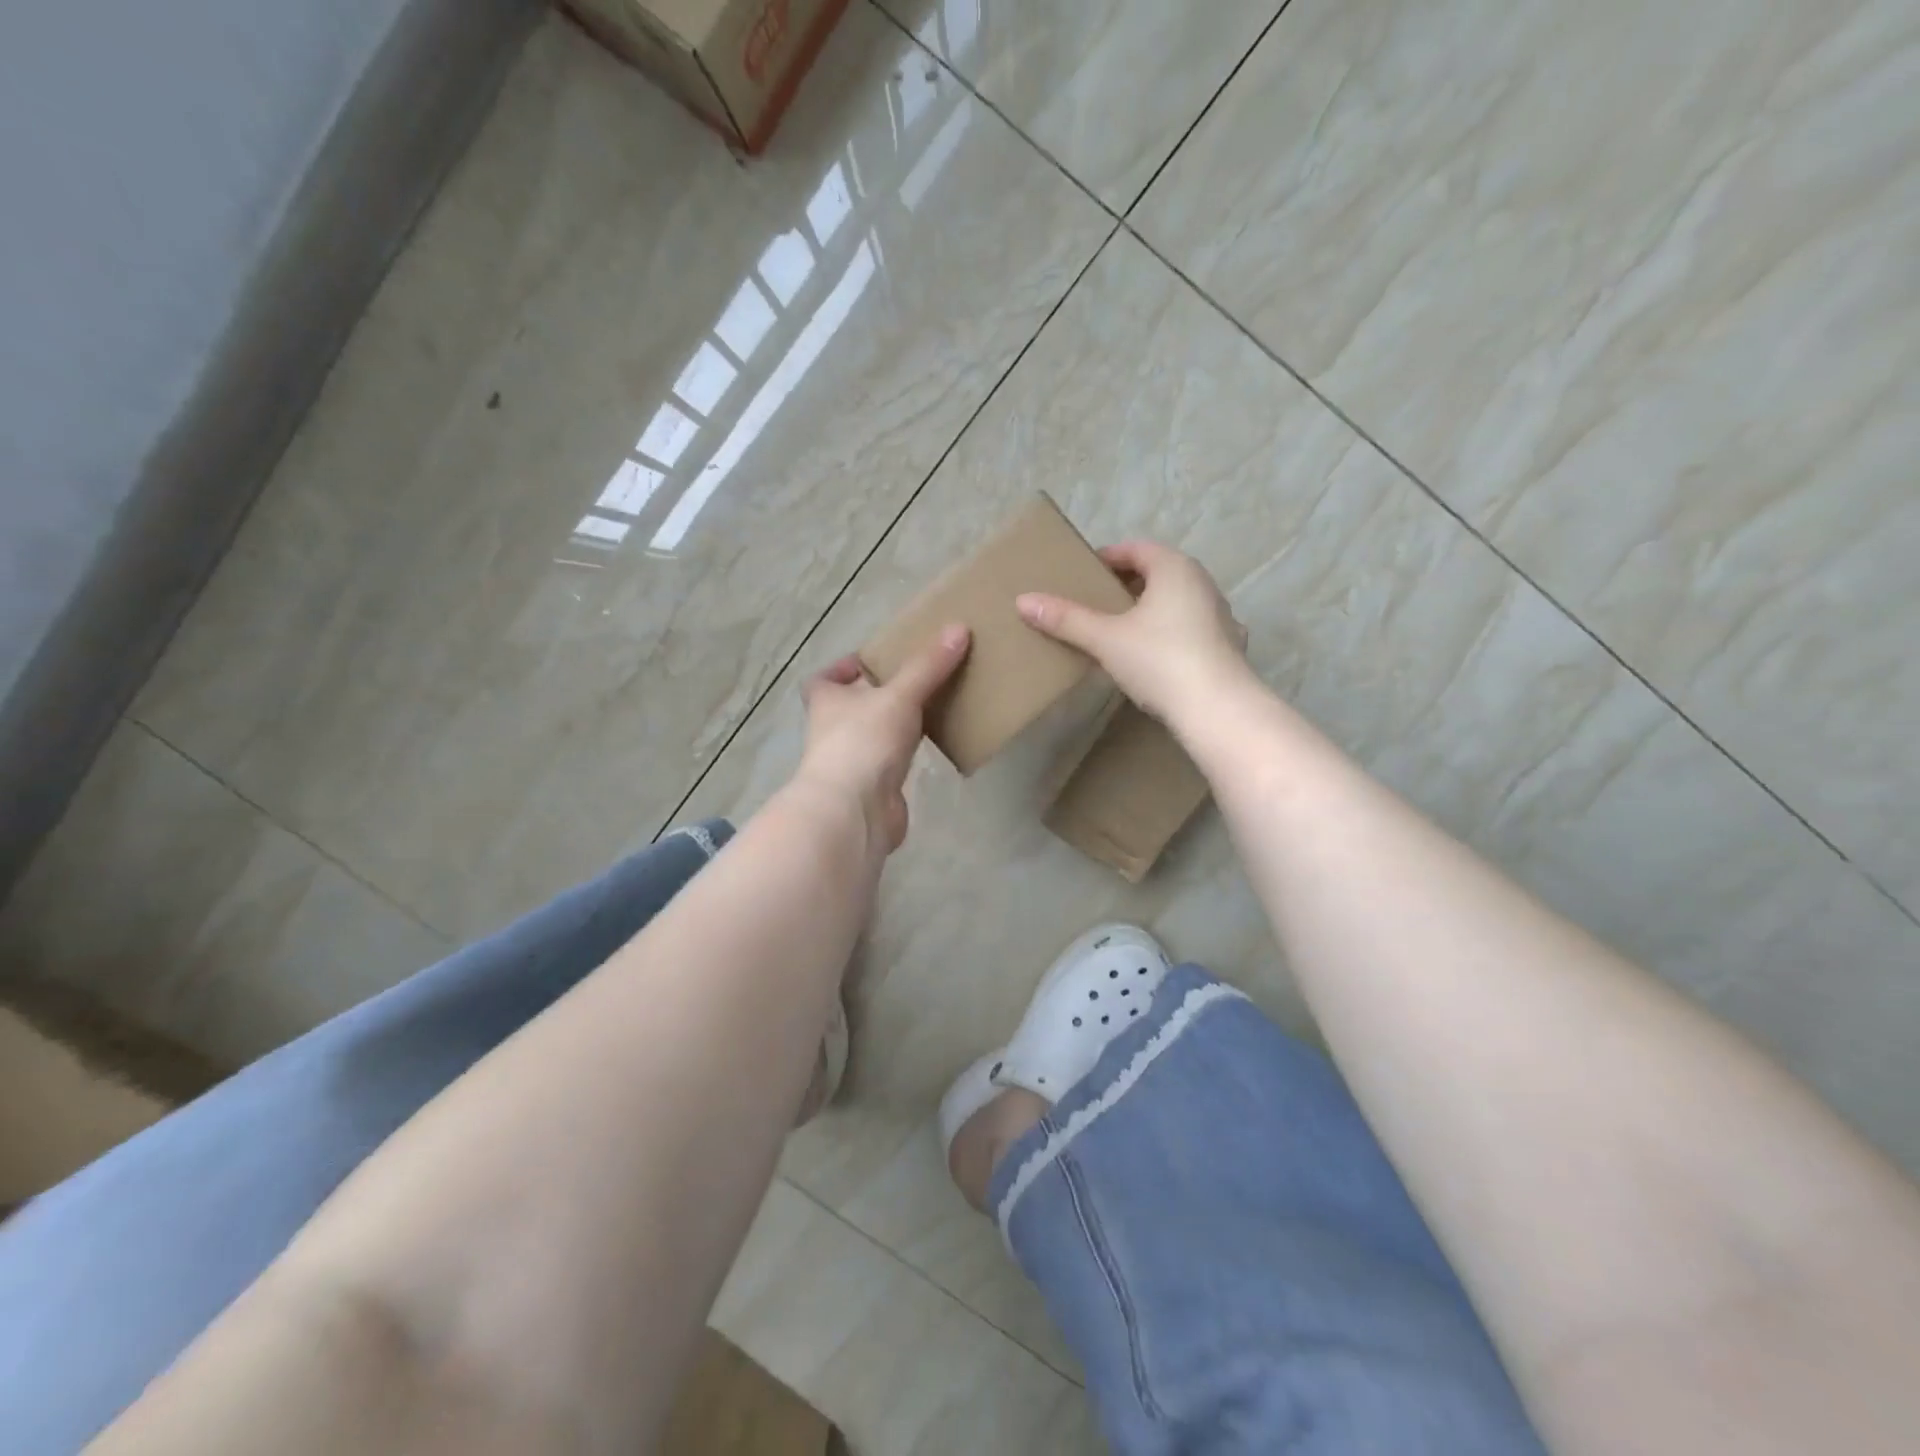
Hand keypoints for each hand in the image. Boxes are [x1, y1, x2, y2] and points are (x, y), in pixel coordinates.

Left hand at [791, 625, 970, 853]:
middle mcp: (834, 730)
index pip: (824, 679)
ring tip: (935, 706)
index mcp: (827, 701)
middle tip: (919, 678)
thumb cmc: (864, 742)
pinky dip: (910, 753)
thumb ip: (928, 666)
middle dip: (881, 694)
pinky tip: (937, 744)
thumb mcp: (899, 695)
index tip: (872, 662)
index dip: (843, 669)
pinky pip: (894, 762)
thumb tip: (959, 628)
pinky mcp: (874, 787)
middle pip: (854, 706)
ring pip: (876, 734)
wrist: (855, 812)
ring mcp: (853, 761)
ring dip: (898, 724)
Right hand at [1016, 540, 1247, 724]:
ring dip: (1152, 608)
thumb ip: (1066, 619)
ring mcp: (1221, 615)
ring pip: (1178, 600)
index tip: (1084, 574)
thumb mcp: (1105, 639)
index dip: (1108, 558)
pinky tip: (1158, 654)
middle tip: (1097, 602)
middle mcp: (1203, 583)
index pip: (1136, 549)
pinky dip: (1172, 632)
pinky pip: (1193, 627)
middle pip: (1159, 573)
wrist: (1217, 709)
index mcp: (1174, 569)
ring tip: (1123, 629)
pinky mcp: (1229, 645)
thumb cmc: (1159, 660)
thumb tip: (1023, 601)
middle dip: (1128, 584)